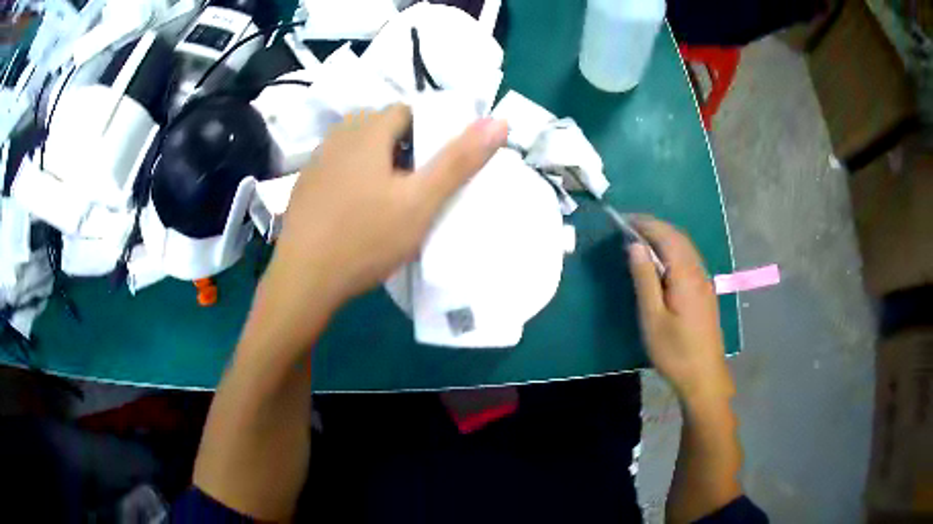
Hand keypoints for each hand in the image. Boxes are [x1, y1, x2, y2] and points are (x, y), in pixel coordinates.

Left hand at [257, 104, 507, 334]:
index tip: (437, 165)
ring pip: (358, 149)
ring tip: (391, 200)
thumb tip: (499, 121)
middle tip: (418, 185)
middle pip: (380, 128)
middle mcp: (337, 137)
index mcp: (366, 131)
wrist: (304, 280)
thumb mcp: (421, 202)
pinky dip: (354, 179)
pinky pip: (338, 169)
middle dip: (404, 148)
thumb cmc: (366, 238)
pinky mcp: (305, 187)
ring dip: (378, 163)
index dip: (428, 132)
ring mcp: (316, 162)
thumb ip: (460, 160)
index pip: (406, 111)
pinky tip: (358, 212)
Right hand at [628, 217, 734, 403]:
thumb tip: (635, 246)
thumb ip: (645, 279)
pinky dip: (673, 251)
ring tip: (642, 240)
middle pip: (678, 238)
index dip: (646, 224)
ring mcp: (704, 282)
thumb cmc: (675, 351)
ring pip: (685, 248)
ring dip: (664, 238)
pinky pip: (689, 260)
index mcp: (686, 275)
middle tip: (630, 227)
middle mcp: (698, 272)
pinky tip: (661, 263)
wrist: (704, 377)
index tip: (624, 219)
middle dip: (655, 227)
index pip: (667, 236)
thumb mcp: (653, 318)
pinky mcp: (705, 293)